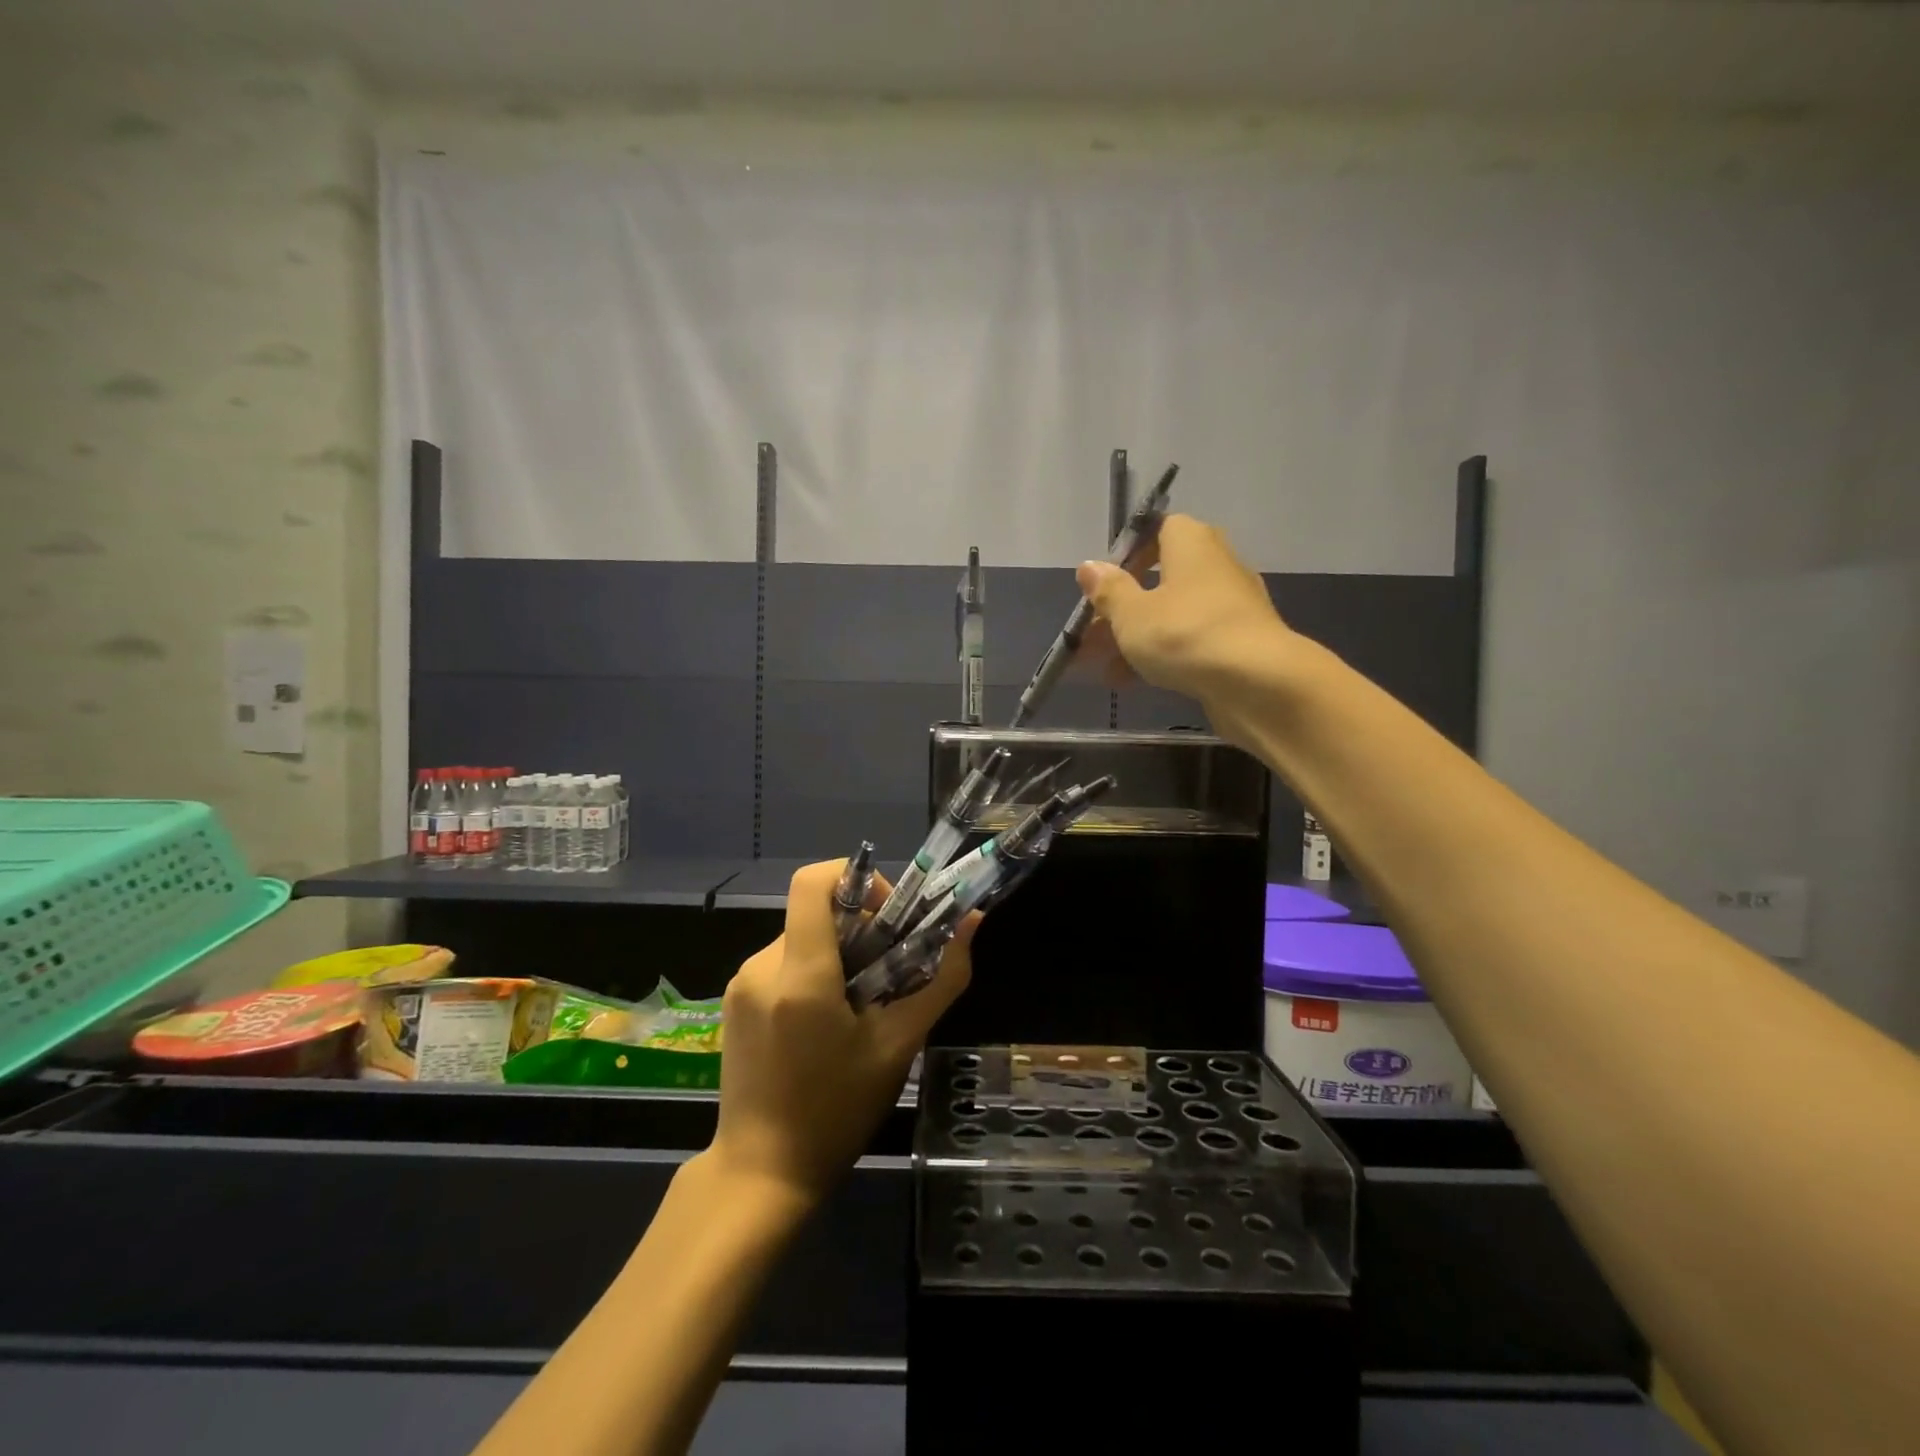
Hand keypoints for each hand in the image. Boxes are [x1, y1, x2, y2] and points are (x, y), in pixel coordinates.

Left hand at [709, 861, 975, 1205]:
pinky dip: (812, 973)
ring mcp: (740, 985)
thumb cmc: (836, 1111)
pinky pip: (781, 964)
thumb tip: (971, 923)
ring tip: (861, 1006)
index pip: (814, 881)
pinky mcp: (733, 1003)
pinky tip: (827, 1023)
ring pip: (800, 939)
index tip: (890, 916)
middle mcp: (761, 966)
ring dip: (837, 955)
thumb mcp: (899, 1046)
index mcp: (799, 974)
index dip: (858, 879)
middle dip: (860, 928)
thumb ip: (941, 979)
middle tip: (890, 971)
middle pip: (816, 913)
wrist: (760, 1175)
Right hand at [1076, 513, 1293, 705]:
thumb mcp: (1132, 614)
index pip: (1158, 530)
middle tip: (1090, 636)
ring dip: (1135, 639)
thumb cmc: (1186, 634)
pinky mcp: (1237, 642)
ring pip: (1171, 615)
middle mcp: (1215, 565)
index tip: (1102, 584)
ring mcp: (1230, 606)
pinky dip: (1161, 656)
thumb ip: (1108, 591)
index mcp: (1191, 543)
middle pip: (1160, 579)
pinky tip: (1132, 683)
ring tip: (1103, 670)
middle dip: (1122, 609)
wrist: (1259, 683)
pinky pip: (1189, 641)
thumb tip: (1089, 566)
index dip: (1127, 554)